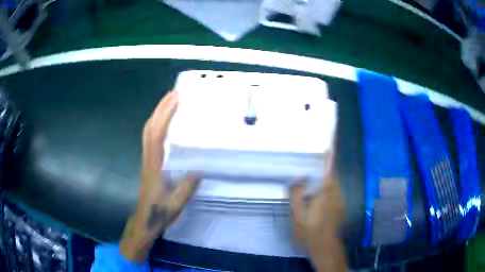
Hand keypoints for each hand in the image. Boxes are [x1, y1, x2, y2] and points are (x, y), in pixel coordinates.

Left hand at [120, 91, 199, 261]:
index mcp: (154, 167)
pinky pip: (150, 138)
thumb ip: (186, 188)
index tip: (175, 100)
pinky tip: (165, 122)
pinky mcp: (148, 162)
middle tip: (174, 93)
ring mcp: (146, 159)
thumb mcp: (176, 205)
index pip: (157, 136)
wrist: (145, 220)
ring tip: (169, 102)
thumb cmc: (159, 213)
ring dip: (157, 114)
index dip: (165, 116)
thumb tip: (199, 169)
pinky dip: (156, 124)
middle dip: (160, 108)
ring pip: (147, 131)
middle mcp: (148, 159)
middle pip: (150, 128)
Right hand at [290, 151, 346, 271]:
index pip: (329, 170)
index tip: (328, 146)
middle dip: (324, 167)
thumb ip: (296, 195)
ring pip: (333, 184)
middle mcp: (337, 193)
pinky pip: (334, 191)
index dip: (329, 158)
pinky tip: (317, 195)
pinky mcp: (340, 206)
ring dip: (325, 178)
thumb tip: (297, 178)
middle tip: (311, 163)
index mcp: (327, 193)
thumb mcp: (297, 215)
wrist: (325, 247)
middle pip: (332, 175)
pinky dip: (327, 188)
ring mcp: (340, 200)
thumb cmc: (310, 231)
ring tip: (312, 177)